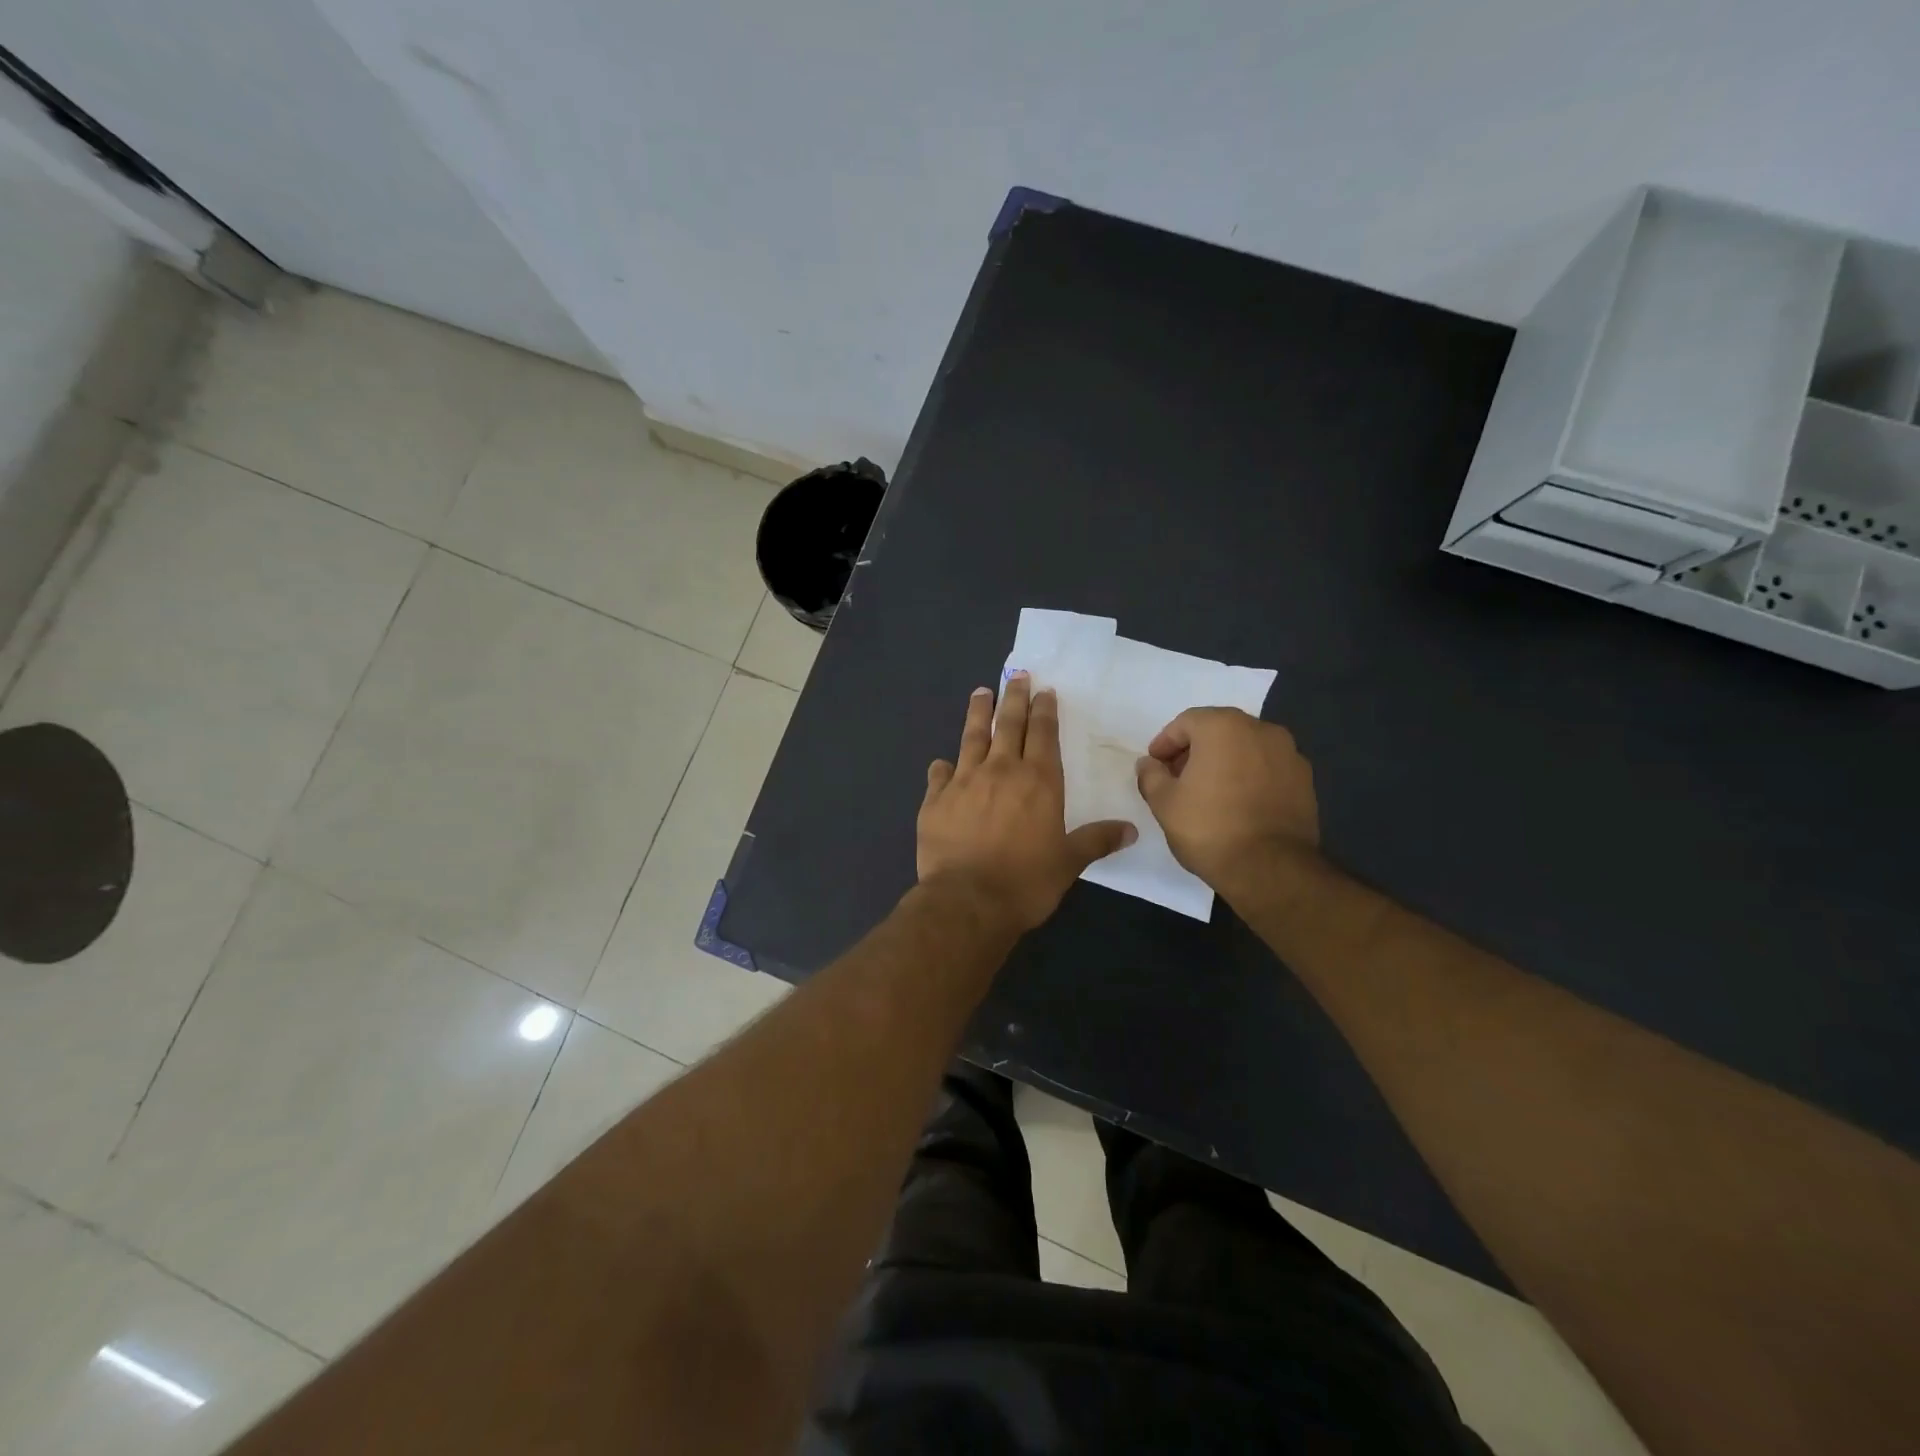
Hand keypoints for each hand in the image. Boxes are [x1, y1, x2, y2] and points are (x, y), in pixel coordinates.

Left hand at [918, 673, 1135, 931]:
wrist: (968, 901)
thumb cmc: (1026, 882)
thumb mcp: (1069, 862)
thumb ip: (1096, 840)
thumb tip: (1131, 829)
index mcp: (1038, 781)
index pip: (1043, 734)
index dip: (1045, 710)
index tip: (1044, 690)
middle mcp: (1000, 771)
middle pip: (1008, 724)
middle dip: (1014, 698)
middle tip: (1017, 676)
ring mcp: (963, 782)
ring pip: (972, 738)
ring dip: (978, 714)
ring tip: (981, 693)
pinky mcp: (935, 801)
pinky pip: (938, 775)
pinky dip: (942, 767)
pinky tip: (941, 763)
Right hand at [1134, 708, 1319, 894]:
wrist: (1270, 868)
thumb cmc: (1209, 828)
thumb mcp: (1164, 802)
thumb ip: (1151, 775)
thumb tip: (1148, 764)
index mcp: (1223, 727)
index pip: (1186, 722)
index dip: (1165, 743)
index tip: (1155, 765)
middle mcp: (1260, 730)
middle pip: (1219, 729)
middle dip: (1195, 749)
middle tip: (1178, 776)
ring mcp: (1289, 753)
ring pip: (1246, 747)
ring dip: (1224, 761)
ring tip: (1209, 791)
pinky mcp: (1305, 780)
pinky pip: (1268, 767)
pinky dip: (1250, 776)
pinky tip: (1238, 802)